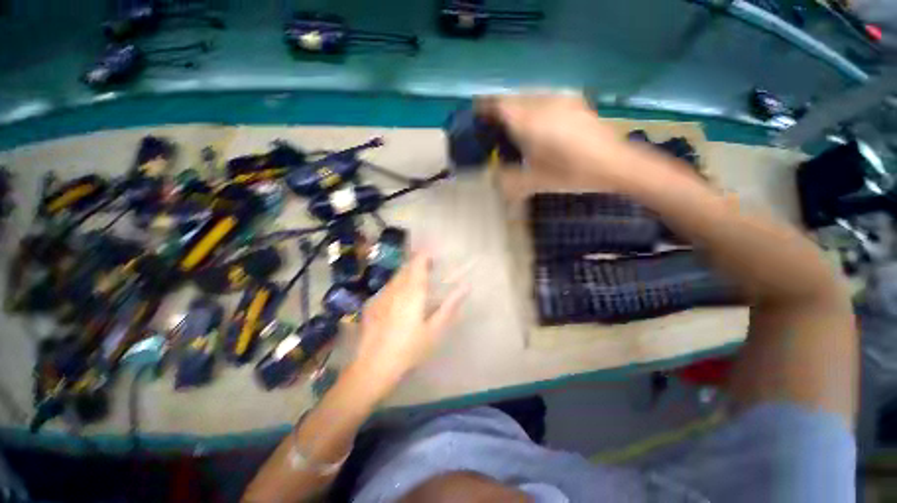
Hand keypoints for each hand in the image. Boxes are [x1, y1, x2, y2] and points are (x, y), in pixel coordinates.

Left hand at [350, 251, 466, 397]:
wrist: (373, 368)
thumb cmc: (409, 349)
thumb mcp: (434, 330)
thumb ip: (450, 306)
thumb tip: (465, 287)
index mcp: (412, 292)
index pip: (418, 263)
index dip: (425, 254)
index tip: (434, 253)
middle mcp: (395, 288)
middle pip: (406, 267)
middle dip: (418, 262)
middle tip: (430, 267)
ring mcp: (381, 296)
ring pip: (396, 276)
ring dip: (407, 273)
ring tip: (418, 280)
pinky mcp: (372, 305)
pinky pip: (388, 287)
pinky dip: (397, 285)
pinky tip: (400, 298)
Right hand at [476, 94, 623, 177]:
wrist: (614, 163)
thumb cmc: (571, 173)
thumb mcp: (535, 181)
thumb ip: (509, 179)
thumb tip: (493, 178)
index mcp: (528, 122)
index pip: (498, 104)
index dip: (484, 109)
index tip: (477, 117)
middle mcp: (542, 103)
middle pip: (512, 99)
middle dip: (500, 111)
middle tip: (496, 129)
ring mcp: (560, 99)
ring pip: (529, 97)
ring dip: (518, 109)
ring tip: (517, 128)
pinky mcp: (573, 101)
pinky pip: (545, 99)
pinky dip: (535, 109)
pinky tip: (540, 125)